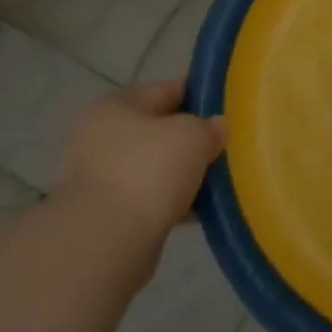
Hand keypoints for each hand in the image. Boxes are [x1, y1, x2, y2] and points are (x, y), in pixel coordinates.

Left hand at [53, 78, 226, 245]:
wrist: (105, 241)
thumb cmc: (148, 171)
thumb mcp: (192, 135)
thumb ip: (209, 126)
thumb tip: (215, 128)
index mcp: (117, 105)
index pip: (167, 89)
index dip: (200, 95)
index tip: (229, 108)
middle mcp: (102, 136)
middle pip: (161, 130)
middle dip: (193, 140)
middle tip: (227, 147)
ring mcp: (101, 177)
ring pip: (156, 166)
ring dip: (184, 174)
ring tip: (219, 181)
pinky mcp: (106, 214)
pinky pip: (150, 198)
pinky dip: (173, 202)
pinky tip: (200, 210)